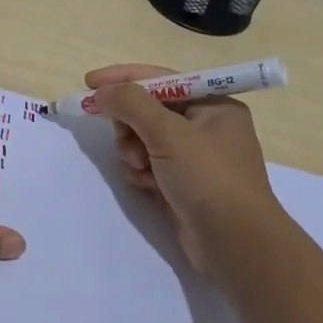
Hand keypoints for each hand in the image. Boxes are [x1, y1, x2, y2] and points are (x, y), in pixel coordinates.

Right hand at [83, 62, 282, 287]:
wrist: (234, 244)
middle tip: (127, 141)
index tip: (89, 83)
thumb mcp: (169, 133)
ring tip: (142, 170)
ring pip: (141, 139)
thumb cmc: (208, 178)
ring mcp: (192, 158)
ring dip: (133, 152)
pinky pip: (146, 165)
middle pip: (147, 110)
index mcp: (212, 105)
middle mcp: (204, 126)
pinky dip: (141, 173)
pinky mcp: (180, 183)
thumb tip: (103, 91)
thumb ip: (131, 104)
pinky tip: (148, 186)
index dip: (123, 78)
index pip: (160, 79)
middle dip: (130, 125)